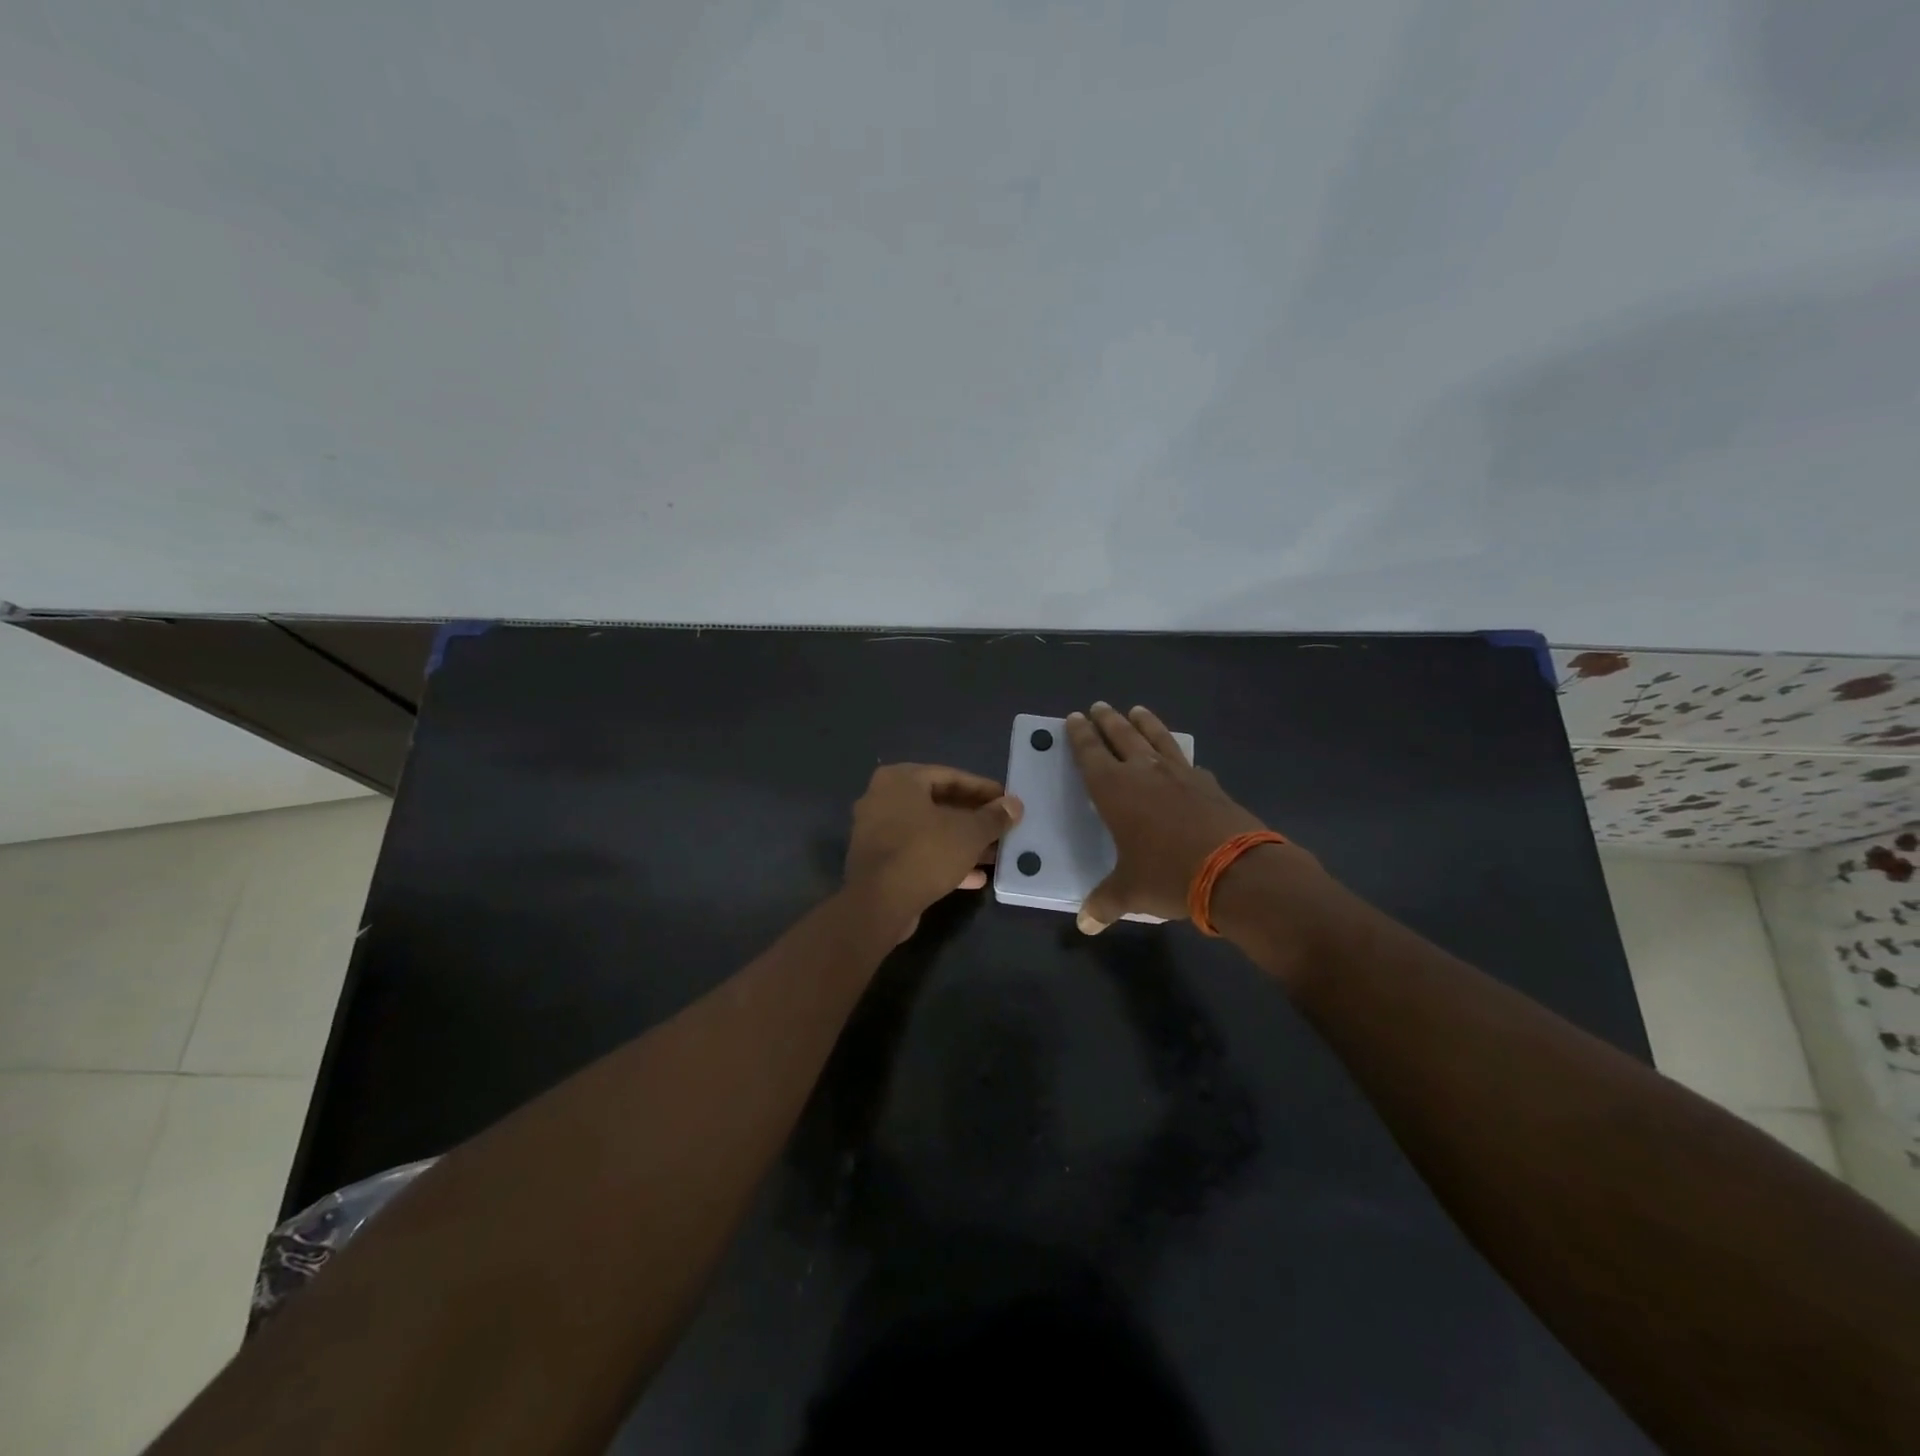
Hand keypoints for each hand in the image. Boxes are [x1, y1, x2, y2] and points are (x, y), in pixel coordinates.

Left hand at [845, 764, 1023, 940]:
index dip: (983, 789)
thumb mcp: (968, 833)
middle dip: (973, 819)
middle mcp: (882, 799)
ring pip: (929, 832)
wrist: (878, 904)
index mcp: (900, 780)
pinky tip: (975, 877)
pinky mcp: (878, 862)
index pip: (950, 776)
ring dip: (962, 843)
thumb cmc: (924, 853)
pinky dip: (944, 861)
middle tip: (1002, 827)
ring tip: (995, 854)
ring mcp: (877, 832)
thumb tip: (1015, 805)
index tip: (1007, 801)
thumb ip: (994, 817)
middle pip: (938, 804)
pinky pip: (917, 854)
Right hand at [1065, 703, 1273, 933]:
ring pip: (1157, 739)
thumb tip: (1085, 924)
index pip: (1091, 754)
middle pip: (1122, 737)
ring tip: (1137, 710)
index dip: (1080, 736)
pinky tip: (1182, 759)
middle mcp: (1145, 773)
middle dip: (1108, 721)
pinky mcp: (1210, 784)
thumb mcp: (1130, 892)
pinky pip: (1188, 762)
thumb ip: (1105, 903)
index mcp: (1115, 790)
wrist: (1236, 871)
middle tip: (1099, 706)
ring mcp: (1181, 774)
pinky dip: (1179, 756)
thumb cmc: (1168, 876)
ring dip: (1145, 724)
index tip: (1074, 717)